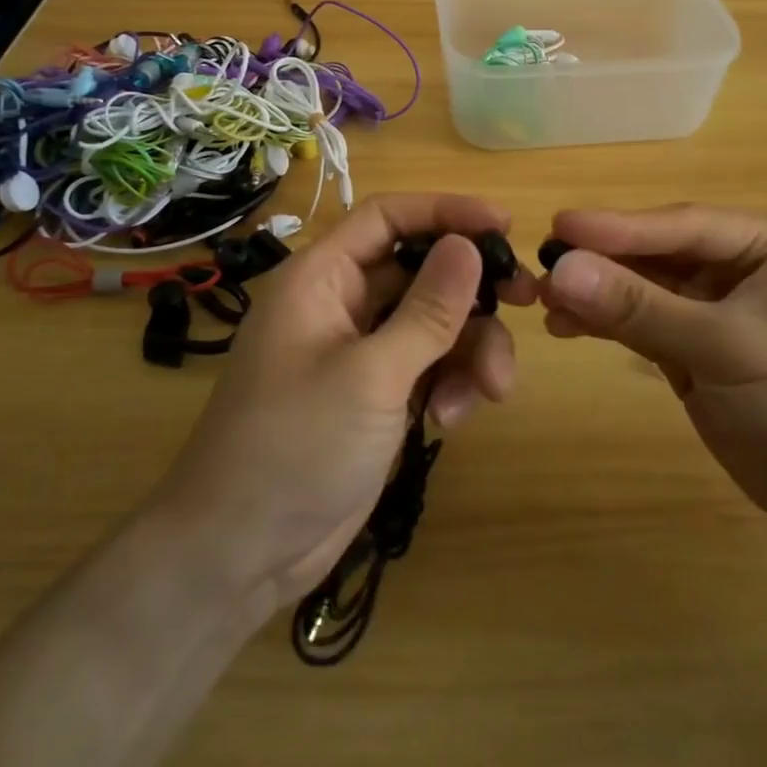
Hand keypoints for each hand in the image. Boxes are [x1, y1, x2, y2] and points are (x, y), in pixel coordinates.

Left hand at [157, 194, 536, 614]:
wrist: (241, 554)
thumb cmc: (295, 447)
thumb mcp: (371, 376)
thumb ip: (428, 310)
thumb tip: (471, 245)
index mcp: (322, 278)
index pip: (388, 217)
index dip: (446, 212)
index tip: (504, 225)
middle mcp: (343, 304)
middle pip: (423, 271)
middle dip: (473, 291)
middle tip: (526, 301)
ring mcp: (362, 351)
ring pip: (436, 323)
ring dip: (470, 351)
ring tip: (491, 391)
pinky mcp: (378, 394)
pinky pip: (430, 367)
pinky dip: (450, 385)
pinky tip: (448, 423)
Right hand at [539, 204, 766, 547]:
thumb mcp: (725, 347)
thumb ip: (641, 307)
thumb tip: (560, 270)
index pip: (683, 226)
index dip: (620, 226)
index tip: (560, 224)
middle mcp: (739, 267)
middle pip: (657, 254)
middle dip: (602, 261)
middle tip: (541, 264)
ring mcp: (714, 310)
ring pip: (643, 289)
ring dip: (597, 293)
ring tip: (543, 301)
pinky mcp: (695, 350)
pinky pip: (642, 324)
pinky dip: (606, 324)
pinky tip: (566, 326)